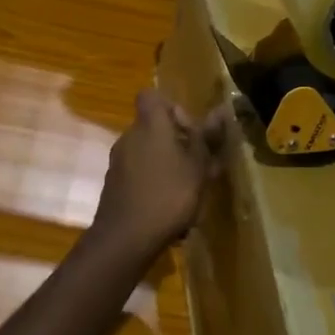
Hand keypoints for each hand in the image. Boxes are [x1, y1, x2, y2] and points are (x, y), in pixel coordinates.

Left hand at [93, 90, 228, 252]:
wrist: (125, 238)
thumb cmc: (169, 195)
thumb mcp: (198, 167)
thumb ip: (206, 138)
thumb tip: (219, 111)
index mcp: (150, 125)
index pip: (151, 96)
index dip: (172, 107)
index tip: (190, 130)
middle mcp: (129, 136)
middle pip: (153, 126)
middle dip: (176, 141)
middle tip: (199, 165)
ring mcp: (118, 161)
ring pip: (147, 151)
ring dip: (167, 163)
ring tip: (189, 189)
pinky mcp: (114, 184)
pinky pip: (139, 172)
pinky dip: (154, 181)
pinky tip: (169, 207)